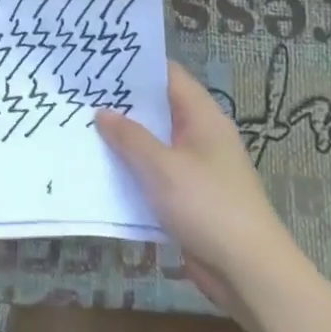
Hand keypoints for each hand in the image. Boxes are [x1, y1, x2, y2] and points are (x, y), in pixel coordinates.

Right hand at [95, 61, 300, 315]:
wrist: (249, 272)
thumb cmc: (207, 206)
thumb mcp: (162, 167)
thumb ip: (129, 137)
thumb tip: (102, 111)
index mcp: (203, 118)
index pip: (169, 75)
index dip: (136, 65)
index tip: (100, 59)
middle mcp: (202, 136)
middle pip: (159, 108)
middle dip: (123, 102)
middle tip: (81, 92)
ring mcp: (197, 167)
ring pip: (155, 142)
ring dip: (124, 138)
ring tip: (81, 125)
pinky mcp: (190, 196)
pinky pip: (156, 172)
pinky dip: (133, 168)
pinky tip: (102, 168)